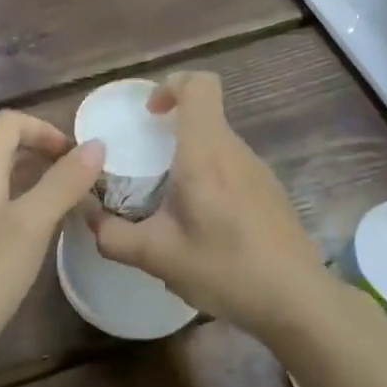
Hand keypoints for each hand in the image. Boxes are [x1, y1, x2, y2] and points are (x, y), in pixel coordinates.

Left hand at [0, 110, 103, 383]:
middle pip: (7, 149)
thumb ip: (63, 183)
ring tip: (74, 208)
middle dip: (47, 156)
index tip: (78, 157)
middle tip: (84, 182)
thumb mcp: (30, 225)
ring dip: (40, 184)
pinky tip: (45, 240)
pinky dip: (28, 212)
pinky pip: (1, 212)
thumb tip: (96, 143)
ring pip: (6, 183)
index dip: (46, 128)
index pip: (10, 122)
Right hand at [90, 71, 324, 338]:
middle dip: (171, 129)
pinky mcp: (270, 192)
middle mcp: (234, 150)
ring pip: (217, 143)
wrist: (299, 302)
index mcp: (206, 152)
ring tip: (170, 203)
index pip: (200, 85)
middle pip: (205, 114)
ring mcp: (258, 170)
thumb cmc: (227, 268)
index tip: (149, 115)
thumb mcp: (158, 257)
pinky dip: (210, 179)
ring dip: (190, 157)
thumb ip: (113, 236)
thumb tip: (88, 217)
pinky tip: (203, 226)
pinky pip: (232, 167)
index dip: (171, 86)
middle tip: (145, 165)